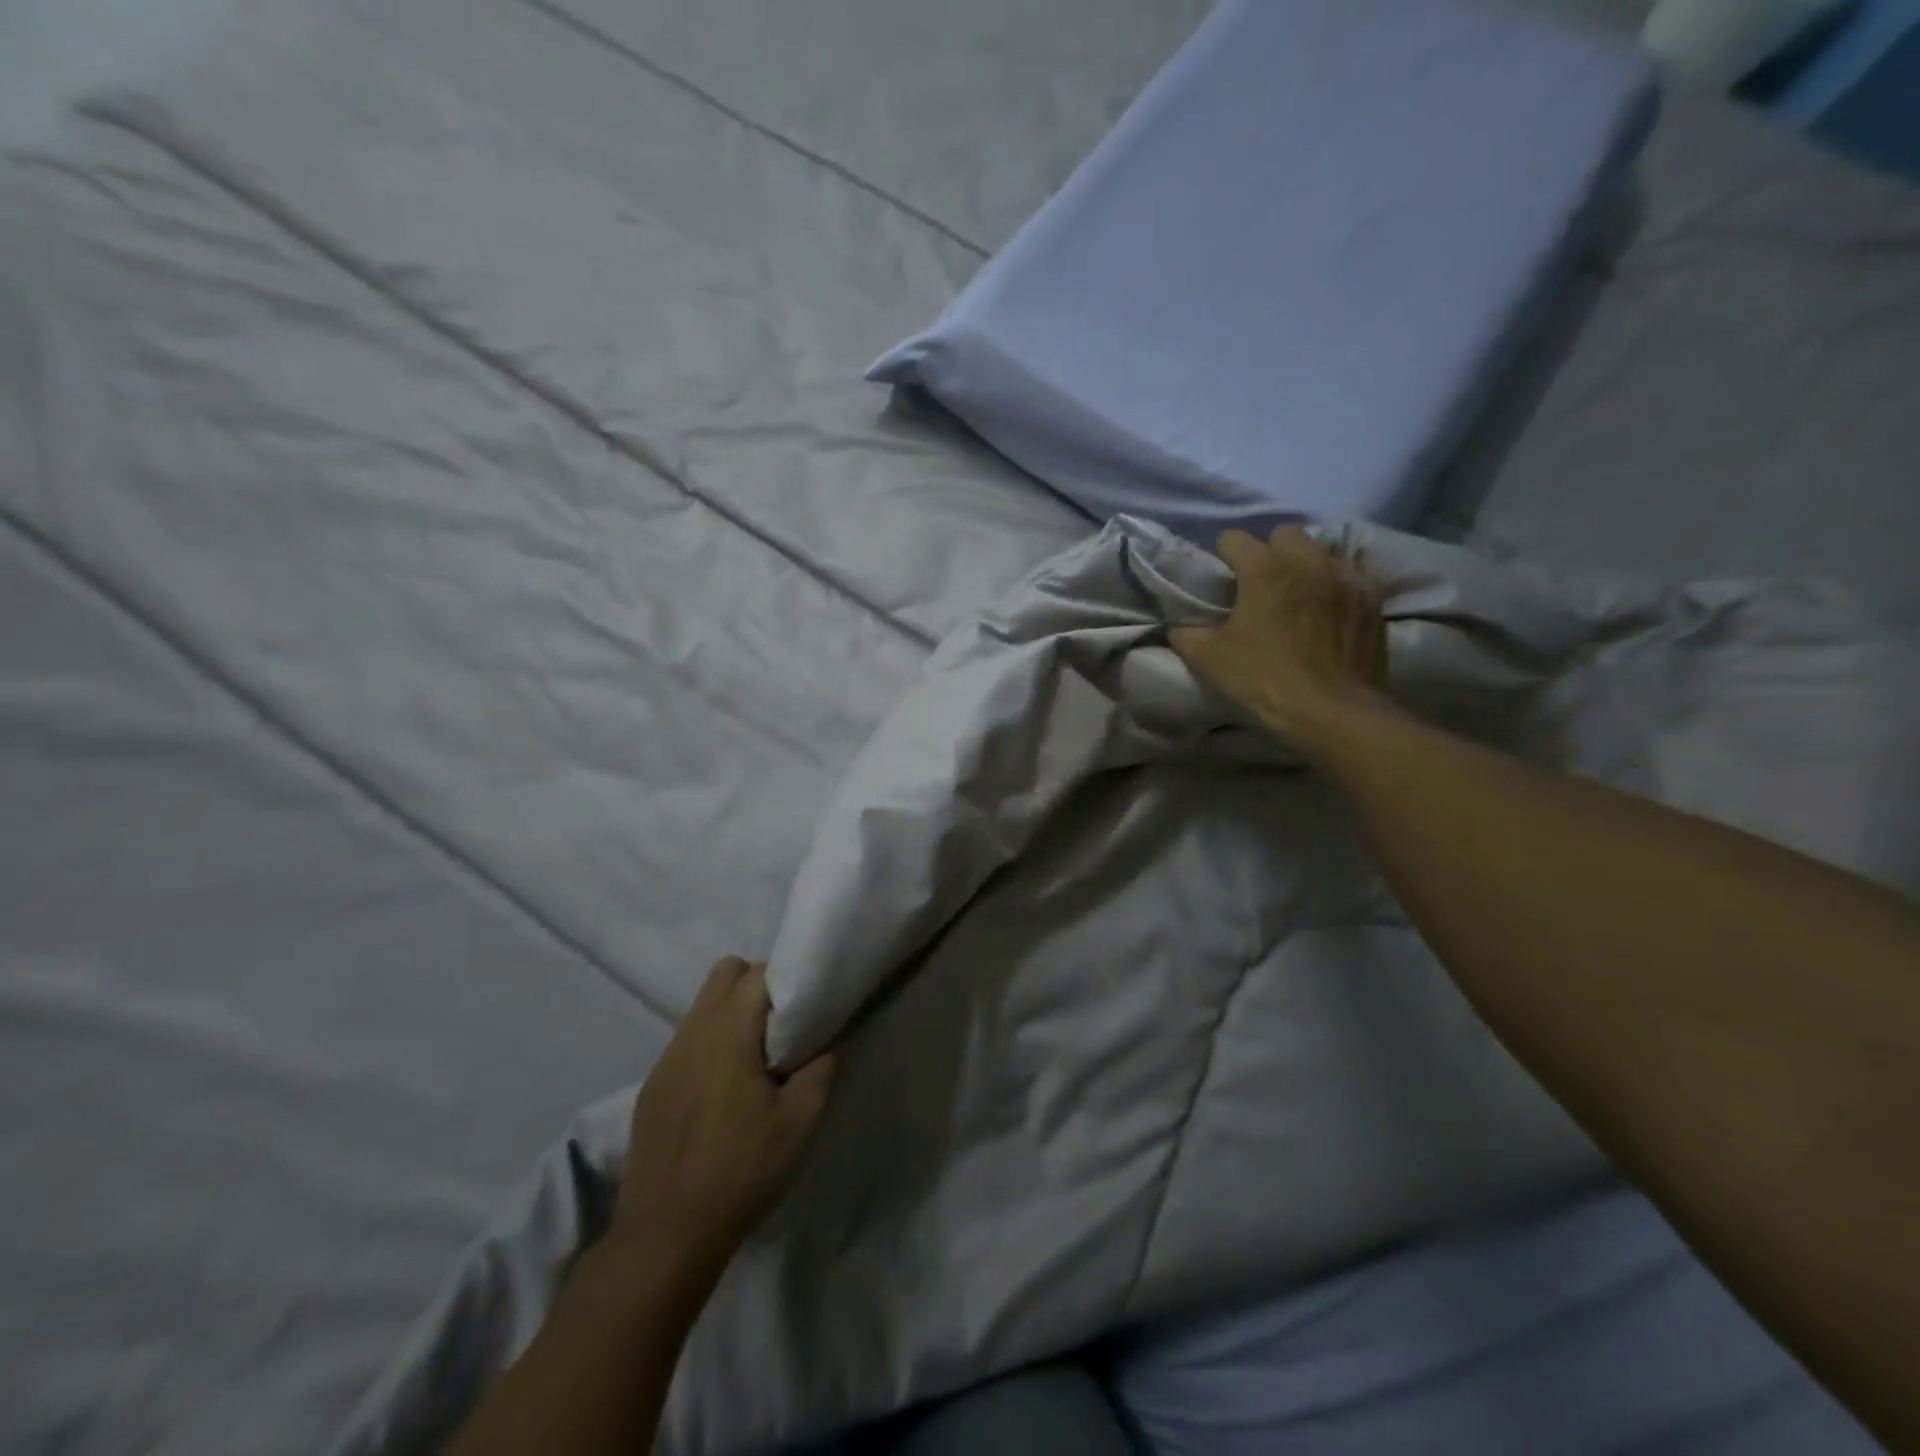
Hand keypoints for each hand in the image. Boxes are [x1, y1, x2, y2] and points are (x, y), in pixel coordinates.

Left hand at [610, 958, 834, 1285]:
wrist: (665, 1235)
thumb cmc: (740, 1171)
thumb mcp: (799, 1124)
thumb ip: (821, 1071)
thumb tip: (829, 1043)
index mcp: (727, 1032)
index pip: (758, 973)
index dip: (786, 982)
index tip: (806, 1009)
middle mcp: (692, 1032)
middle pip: (724, 973)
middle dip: (755, 984)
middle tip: (781, 1026)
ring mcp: (666, 1059)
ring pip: (701, 1006)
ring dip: (731, 1014)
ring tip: (754, 1060)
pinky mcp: (652, 1087)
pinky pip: (686, 1041)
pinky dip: (709, 1045)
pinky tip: (722, 1092)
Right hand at [1170, 527, 1388, 751]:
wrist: (1331, 712)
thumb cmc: (1263, 680)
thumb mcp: (1208, 661)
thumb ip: (1187, 635)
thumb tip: (1181, 626)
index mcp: (1264, 569)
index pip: (1233, 539)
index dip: (1222, 556)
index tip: (1221, 580)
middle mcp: (1308, 561)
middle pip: (1284, 536)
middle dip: (1270, 553)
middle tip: (1261, 587)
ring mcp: (1347, 578)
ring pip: (1322, 552)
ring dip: (1306, 566)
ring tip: (1298, 597)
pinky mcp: (1372, 600)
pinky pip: (1351, 578)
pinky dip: (1336, 588)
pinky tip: (1329, 614)